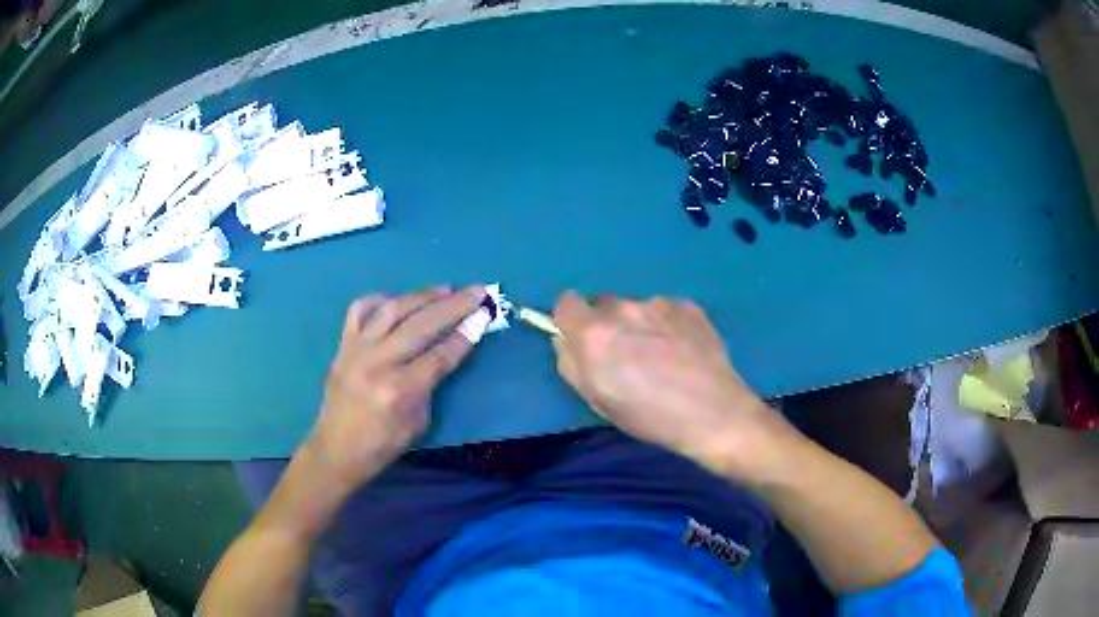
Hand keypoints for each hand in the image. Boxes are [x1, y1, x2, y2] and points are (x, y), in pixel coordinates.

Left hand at [305, 286, 485, 494]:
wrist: (336, 449)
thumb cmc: (382, 445)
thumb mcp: (418, 423)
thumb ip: (429, 384)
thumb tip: (441, 351)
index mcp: (400, 390)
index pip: (440, 355)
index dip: (465, 335)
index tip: (484, 315)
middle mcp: (378, 364)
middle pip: (422, 325)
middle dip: (453, 306)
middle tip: (476, 291)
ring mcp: (357, 350)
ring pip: (393, 310)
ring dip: (422, 296)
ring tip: (445, 289)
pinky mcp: (342, 345)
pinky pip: (359, 311)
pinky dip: (379, 300)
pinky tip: (396, 299)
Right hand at [552, 292, 795, 480]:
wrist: (714, 413)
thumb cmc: (649, 416)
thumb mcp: (597, 401)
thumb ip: (571, 363)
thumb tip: (566, 339)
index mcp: (594, 333)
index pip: (566, 302)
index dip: (572, 321)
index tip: (584, 342)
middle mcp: (623, 308)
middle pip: (602, 304)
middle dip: (607, 324)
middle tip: (626, 355)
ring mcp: (659, 303)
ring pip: (636, 307)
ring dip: (639, 324)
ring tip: (662, 356)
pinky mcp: (688, 305)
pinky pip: (665, 309)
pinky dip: (667, 324)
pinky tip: (683, 351)